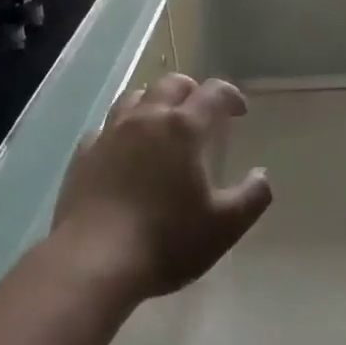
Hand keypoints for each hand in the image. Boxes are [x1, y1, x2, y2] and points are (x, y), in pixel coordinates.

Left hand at [52, 74, 272, 301]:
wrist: (94, 260)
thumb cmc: (166, 240)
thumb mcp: (224, 226)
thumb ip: (252, 196)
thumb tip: (262, 175)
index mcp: (183, 127)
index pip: (213, 93)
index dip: (230, 96)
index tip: (239, 111)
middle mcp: (147, 117)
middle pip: (171, 84)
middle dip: (191, 91)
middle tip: (201, 112)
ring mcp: (111, 132)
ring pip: (135, 97)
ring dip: (154, 101)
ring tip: (161, 122)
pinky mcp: (84, 153)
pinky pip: (106, 127)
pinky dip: (120, 130)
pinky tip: (123, 150)